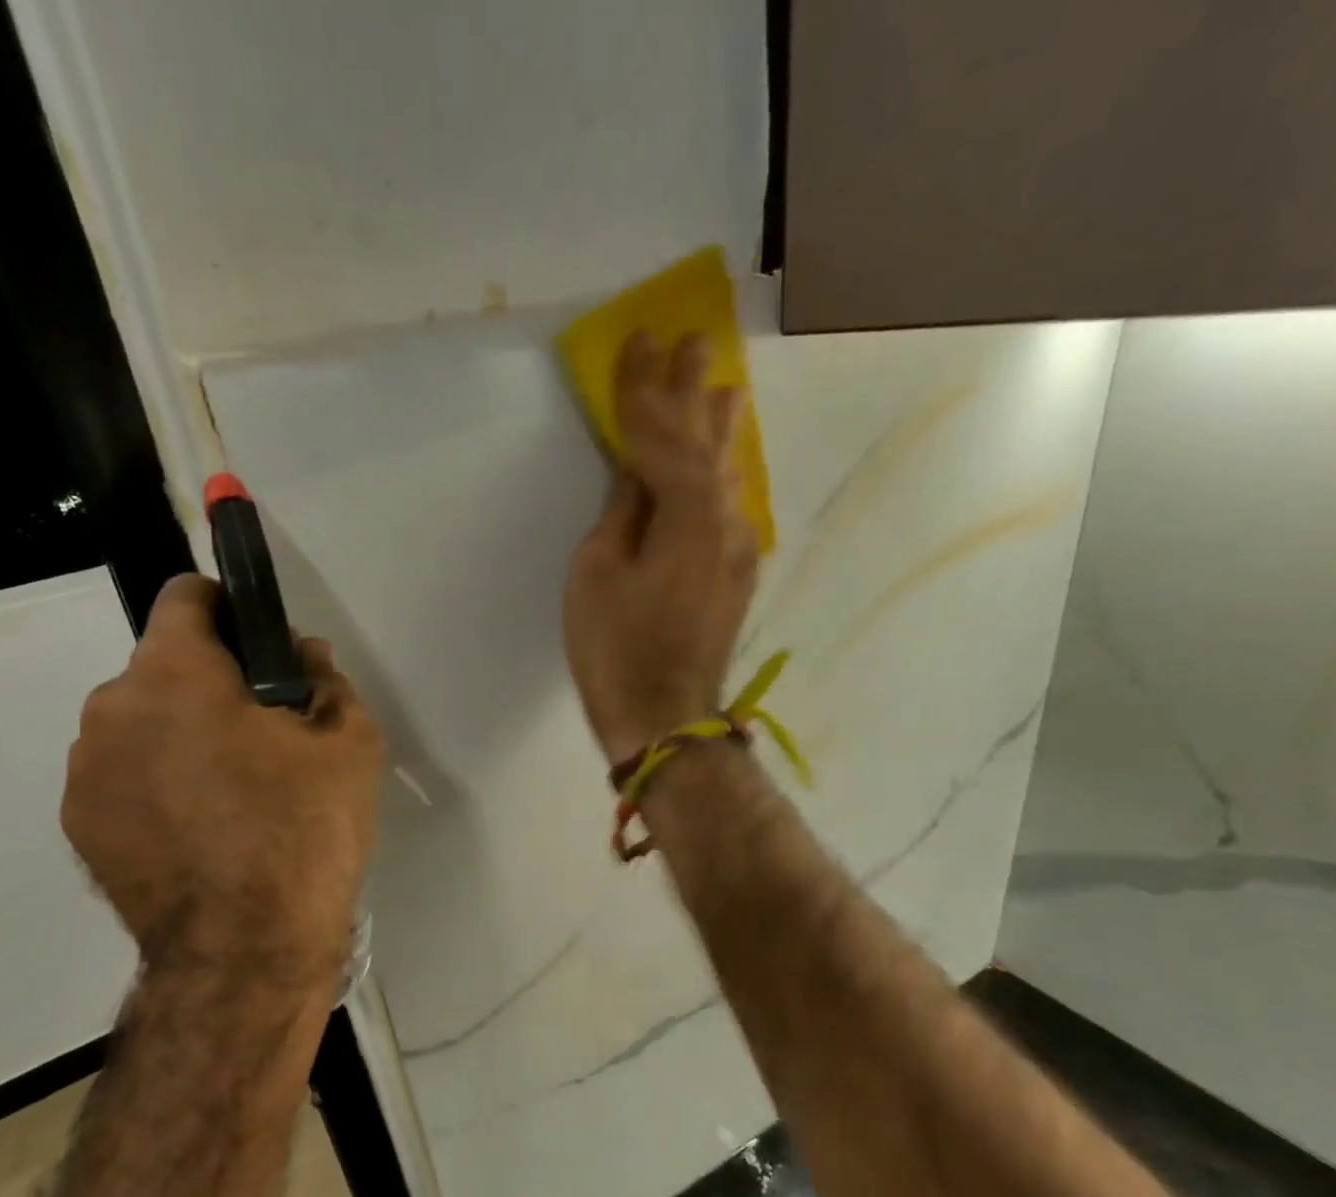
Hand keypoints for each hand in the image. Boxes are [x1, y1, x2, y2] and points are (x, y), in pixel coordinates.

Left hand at [61, 575, 383, 989]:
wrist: (245, 951)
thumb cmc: (304, 831)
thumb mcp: (350, 745)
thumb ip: (326, 682)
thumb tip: (304, 658)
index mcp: (174, 675)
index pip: (185, 597)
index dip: (228, 608)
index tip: (261, 645)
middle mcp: (111, 709)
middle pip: (163, 667)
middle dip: (211, 683)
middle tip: (265, 735)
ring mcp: (85, 772)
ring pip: (141, 724)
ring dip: (181, 735)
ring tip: (233, 791)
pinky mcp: (80, 826)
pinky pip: (124, 776)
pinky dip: (158, 783)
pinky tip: (203, 829)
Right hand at [564, 332, 758, 764]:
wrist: (665, 718)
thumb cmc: (616, 649)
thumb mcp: (598, 573)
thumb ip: (622, 511)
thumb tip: (635, 470)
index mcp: (686, 515)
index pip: (663, 435)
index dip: (646, 389)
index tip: (639, 339)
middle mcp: (724, 522)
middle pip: (705, 444)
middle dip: (690, 393)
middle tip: (690, 342)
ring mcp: (737, 549)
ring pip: (725, 473)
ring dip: (717, 427)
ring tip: (722, 385)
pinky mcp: (736, 574)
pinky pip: (729, 504)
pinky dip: (720, 472)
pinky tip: (723, 458)